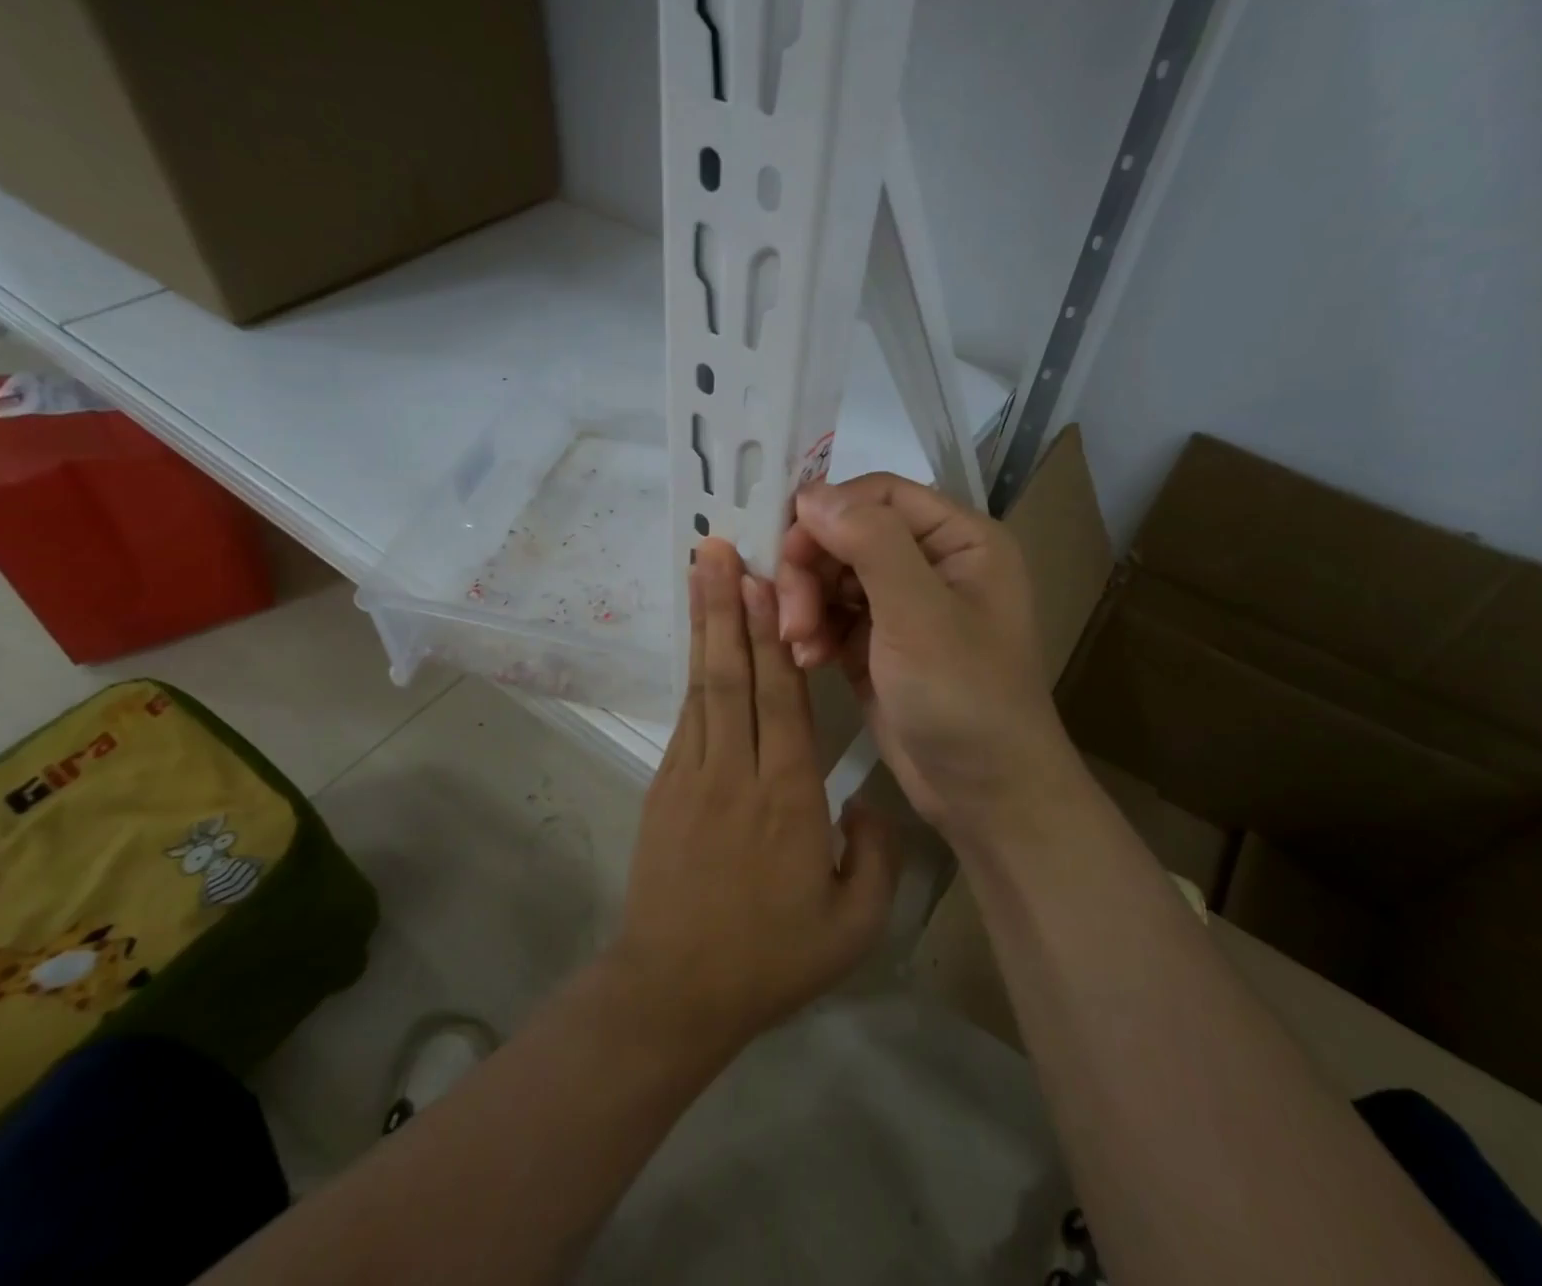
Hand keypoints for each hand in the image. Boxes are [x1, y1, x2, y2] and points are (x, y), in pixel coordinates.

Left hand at [611, 539, 899, 1058]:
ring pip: (702, 685)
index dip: (768, 635)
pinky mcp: (665, 786)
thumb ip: (876, 855)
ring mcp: (691, 774)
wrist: (674, 992)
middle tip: (717, 548)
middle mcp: (736, 770)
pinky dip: (694, 672)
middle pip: (730, 674)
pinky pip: (687, 716)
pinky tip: (700, 645)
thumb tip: (865, 801)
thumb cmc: (770, 958)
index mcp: (787, 796)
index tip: (762, 580)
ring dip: (704, 626)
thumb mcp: (854, 925)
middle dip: (725, 606)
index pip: (779, 698)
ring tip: (702, 573)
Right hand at [775, 475, 1066, 838]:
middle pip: (846, 533)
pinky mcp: (876, 642)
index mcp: (959, 539)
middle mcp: (929, 561)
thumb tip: (812, 492)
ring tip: (800, 644)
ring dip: (805, 603)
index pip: (878, 494)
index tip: (786, 551)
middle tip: (792, 617)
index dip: (827, 513)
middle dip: (811, 570)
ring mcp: (900, 604)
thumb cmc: (965, 697)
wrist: (984, 794)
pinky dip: (811, 630)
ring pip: (830, 573)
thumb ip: (870, 542)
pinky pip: (828, 613)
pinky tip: (808, 659)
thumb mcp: (920, 614)